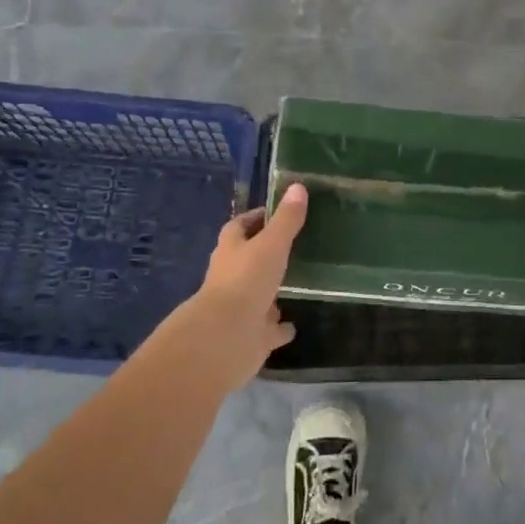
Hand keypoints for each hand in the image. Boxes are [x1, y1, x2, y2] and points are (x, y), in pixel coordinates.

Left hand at [171, 184, 309, 391]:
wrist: (226, 337)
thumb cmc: (246, 280)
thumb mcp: (271, 244)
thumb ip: (286, 219)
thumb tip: (298, 186)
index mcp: (231, 250)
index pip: (239, 226)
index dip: (256, 218)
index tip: (277, 212)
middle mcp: (231, 277)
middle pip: (247, 259)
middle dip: (264, 254)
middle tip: (293, 246)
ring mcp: (240, 307)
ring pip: (258, 295)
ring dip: (271, 291)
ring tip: (297, 283)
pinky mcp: (251, 335)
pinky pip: (268, 329)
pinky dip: (279, 327)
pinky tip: (293, 325)